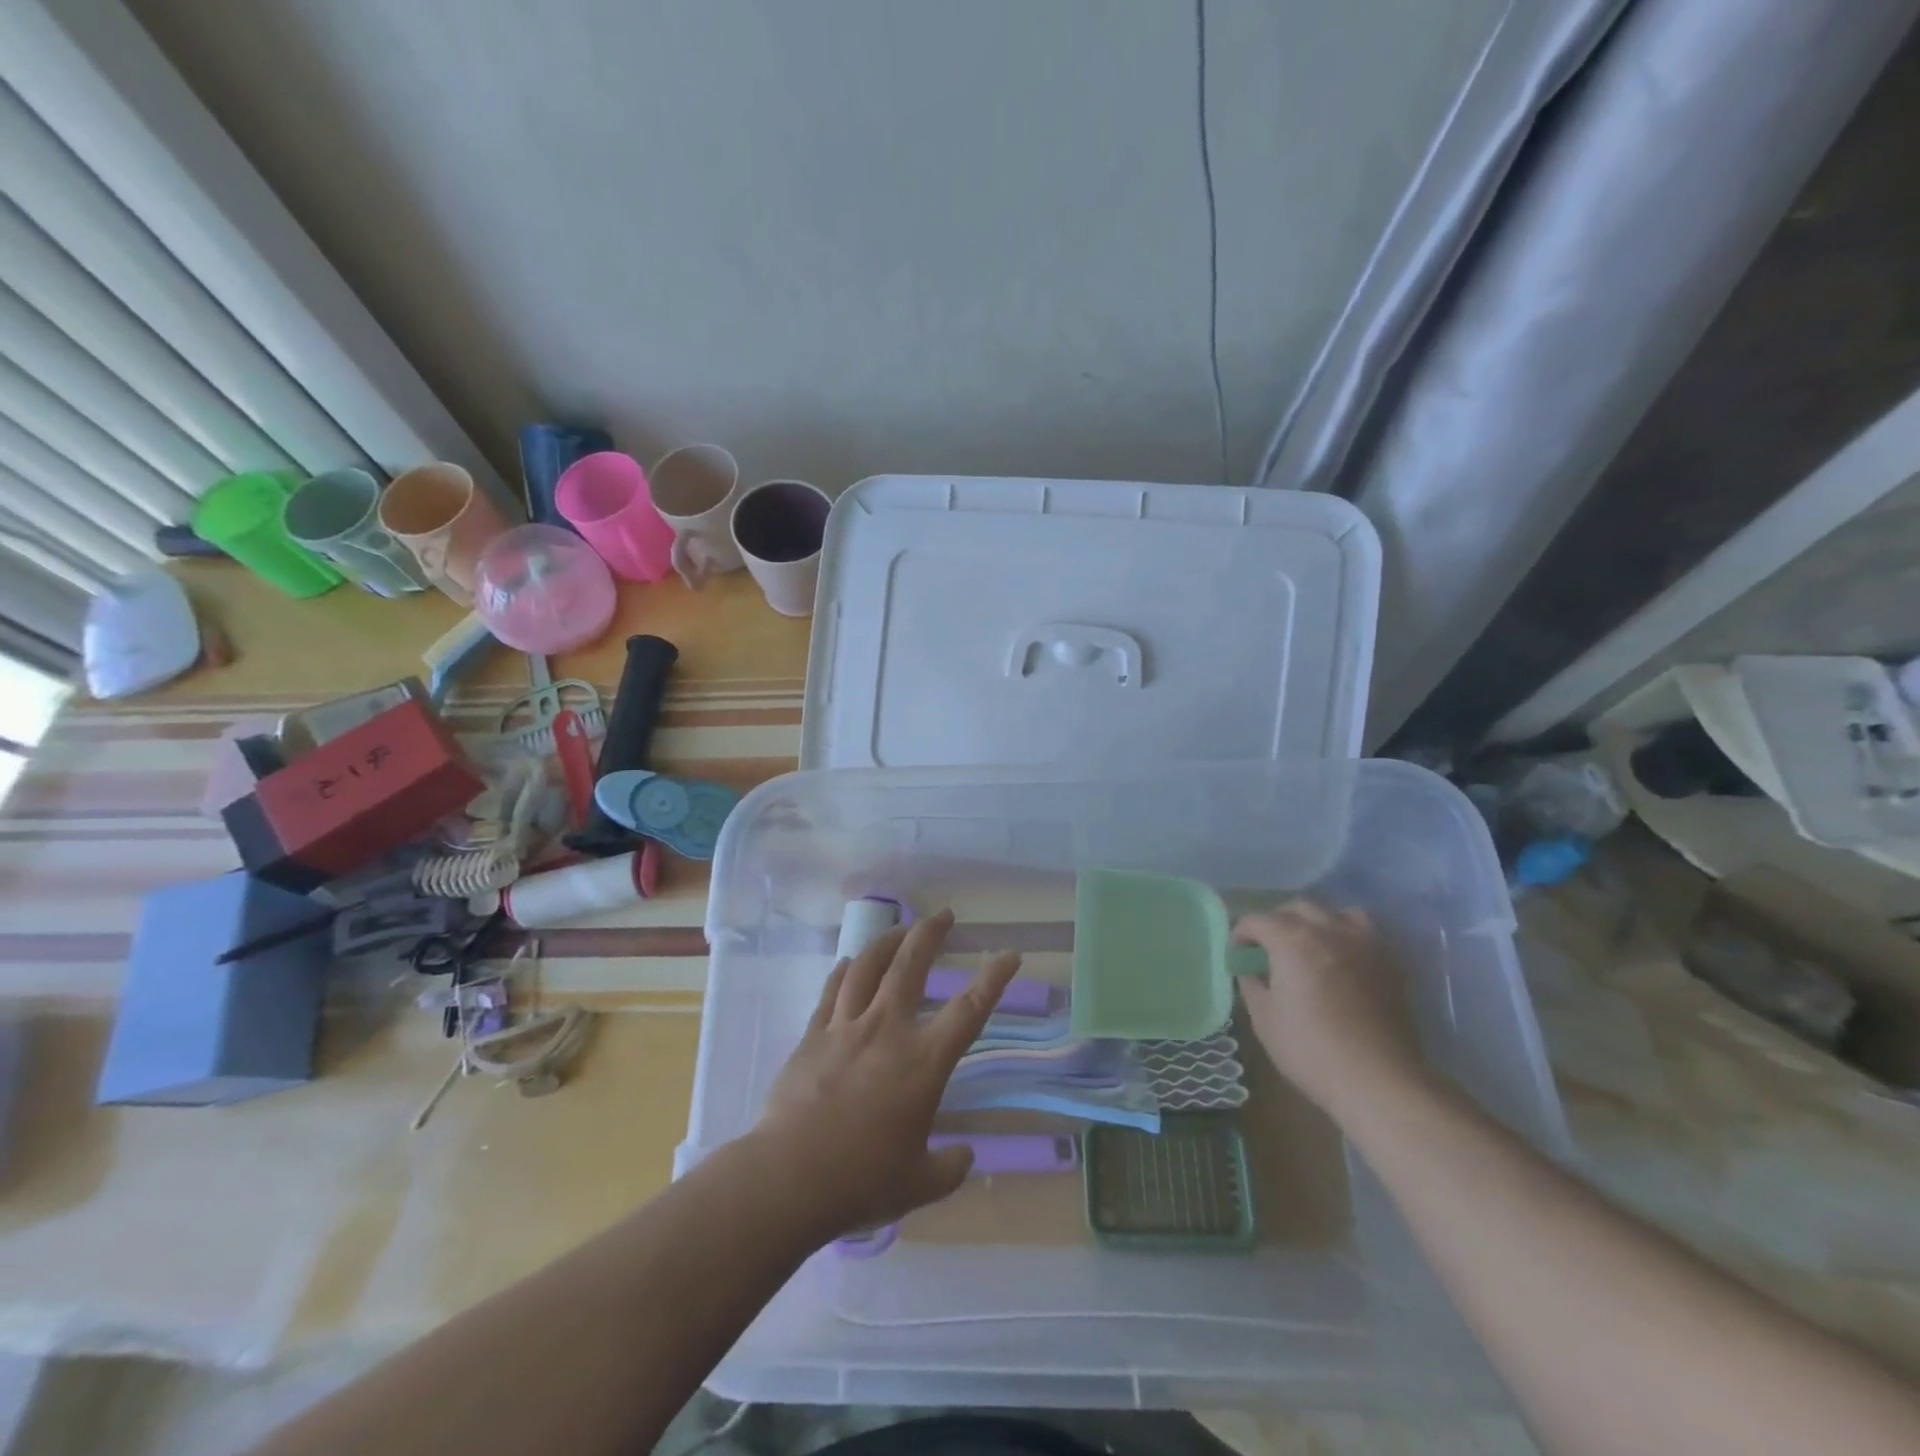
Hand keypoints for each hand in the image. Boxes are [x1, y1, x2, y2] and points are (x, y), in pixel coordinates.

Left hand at [748, 909, 1019, 1242]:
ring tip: (900, 928)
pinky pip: (832, 990)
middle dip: (930, 933)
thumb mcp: (919, 1184)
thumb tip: (964, 1155)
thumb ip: (949, 1167)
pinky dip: (845, 970)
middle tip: (944, 915)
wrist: (788, 1177)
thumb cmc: (861, 1180)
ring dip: (887, 941)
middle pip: (911, 965)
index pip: (969, 1010)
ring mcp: (846, 1027)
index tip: (1009, 954)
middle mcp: (887, 1030)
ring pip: (868, 966)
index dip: (994, 978)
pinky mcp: (813, 1035)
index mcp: (923, 1062)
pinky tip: (849, 961)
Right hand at [1233, 899, 1423, 1115]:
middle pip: (1296, 908)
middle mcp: (1329, 929)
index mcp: (1292, 940)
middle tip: (1268, 948)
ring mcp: (1364, 942)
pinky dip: (1347, 935)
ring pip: (1334, 912)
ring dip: (1315, 922)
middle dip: (1276, 921)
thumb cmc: (1311, 1050)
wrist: (1379, 1081)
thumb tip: (1250, 970)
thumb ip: (1252, 984)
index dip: (1241, 934)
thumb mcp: (1264, 1018)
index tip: (1237, 955)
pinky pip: (1364, 932)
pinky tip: (1342, 959)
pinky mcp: (1390, 962)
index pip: (1257, 920)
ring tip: (1310, 945)